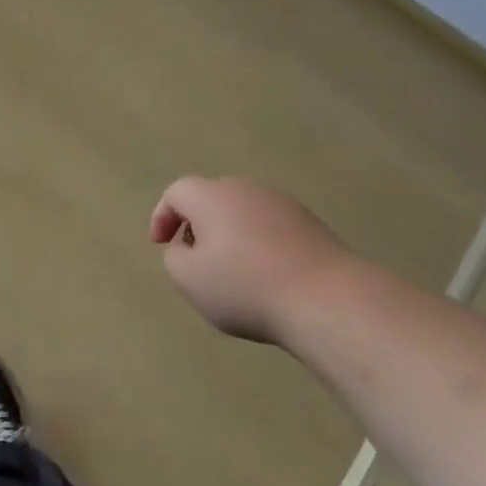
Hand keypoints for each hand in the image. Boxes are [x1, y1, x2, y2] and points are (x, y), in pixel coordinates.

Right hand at [150, 177, 353, 344]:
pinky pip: (269, 225)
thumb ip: (174, 257)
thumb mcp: (189, 279)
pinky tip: (264, 274)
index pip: (177, 191)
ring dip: (228, 233)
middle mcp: (246, 189)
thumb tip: (185, 245)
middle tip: (193, 256)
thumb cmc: (244, 287)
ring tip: (230, 270)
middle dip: (196, 223)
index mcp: (212, 196)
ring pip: (242, 210)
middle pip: (211, 196)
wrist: (324, 296)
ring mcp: (282, 203)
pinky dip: (257, 242)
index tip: (161, 245)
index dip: (162, 216)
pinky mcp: (309, 222)